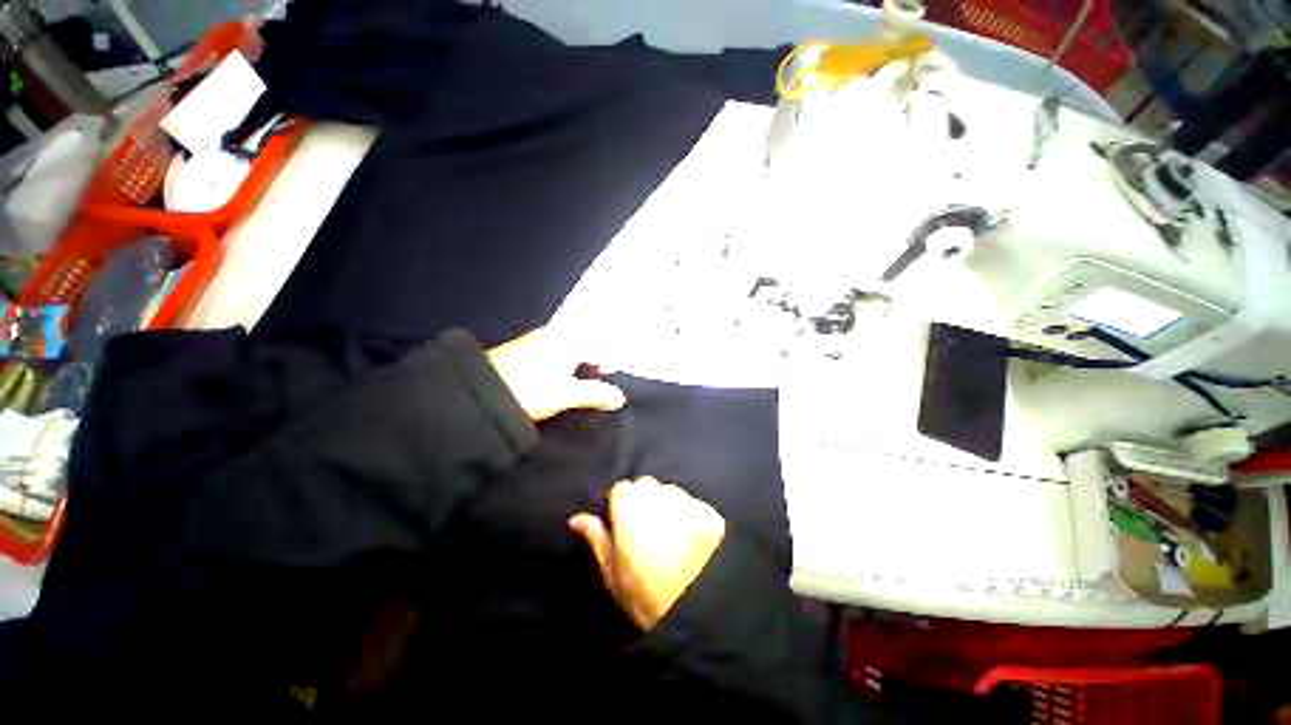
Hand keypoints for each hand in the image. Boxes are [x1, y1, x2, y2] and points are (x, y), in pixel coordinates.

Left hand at [487, 327, 624, 421]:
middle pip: (581, 349)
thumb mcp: (567, 394)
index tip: (606, 387)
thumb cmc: (531, 389)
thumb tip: (620, 398)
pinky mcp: (518, 351)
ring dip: (571, 371)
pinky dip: (555, 370)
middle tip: (590, 392)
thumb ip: (595, 394)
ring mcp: (534, 341)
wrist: (479, 391)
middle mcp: (553, 335)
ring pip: (563, 354)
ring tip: (571, 393)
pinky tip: (549, 386)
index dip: (605, 367)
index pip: (597, 348)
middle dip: (589, 369)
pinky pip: (547, 357)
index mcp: (569, 339)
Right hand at [569, 478, 725, 630]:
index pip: (622, 489)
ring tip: (673, 536)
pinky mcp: (710, 514)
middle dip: (645, 502)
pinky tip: (693, 541)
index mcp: (630, 510)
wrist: (698, 617)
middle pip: (647, 486)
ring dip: (669, 506)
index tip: (626, 527)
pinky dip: (692, 516)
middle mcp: (658, 498)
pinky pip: (695, 505)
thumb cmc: (645, 598)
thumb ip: (597, 538)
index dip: (622, 507)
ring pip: (672, 492)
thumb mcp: (613, 574)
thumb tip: (577, 518)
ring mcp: (687, 504)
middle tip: (649, 532)